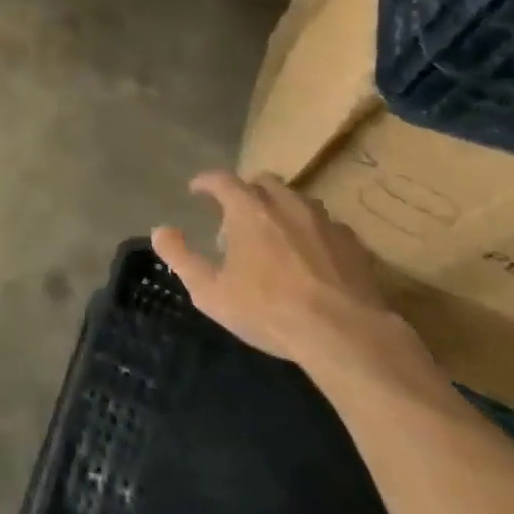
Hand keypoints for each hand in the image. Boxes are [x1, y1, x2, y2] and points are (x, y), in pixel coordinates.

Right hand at [152, 171, 431, 385]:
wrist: (346, 335)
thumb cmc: (270, 309)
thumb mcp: (211, 292)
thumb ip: (181, 257)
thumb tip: (160, 230)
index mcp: (248, 207)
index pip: (221, 179)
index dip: (206, 182)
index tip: (197, 190)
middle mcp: (285, 202)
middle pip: (262, 182)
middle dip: (247, 192)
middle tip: (238, 216)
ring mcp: (323, 220)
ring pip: (297, 201)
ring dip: (281, 210)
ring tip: (276, 236)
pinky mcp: (353, 243)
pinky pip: (326, 227)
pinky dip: (312, 233)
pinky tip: (313, 258)